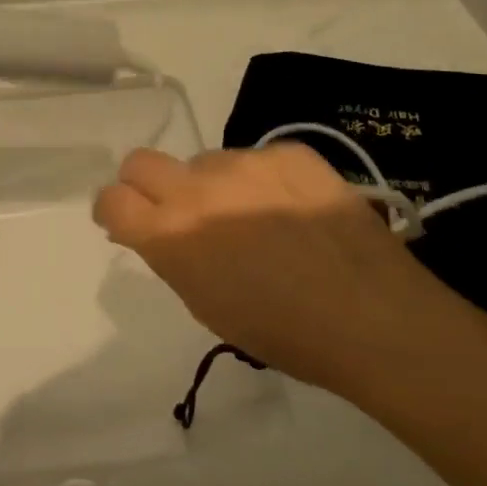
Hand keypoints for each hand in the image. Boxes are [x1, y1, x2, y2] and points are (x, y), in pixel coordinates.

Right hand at [94, 145, 462, 392]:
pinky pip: (257, 159)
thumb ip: (173, 259)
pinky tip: (294, 211)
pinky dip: (262, 181)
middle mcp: (198, 188)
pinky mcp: (289, 152)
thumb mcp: (207, 306)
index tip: (128, 223)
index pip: (111, 199)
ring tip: (257, 219)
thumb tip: (159, 233)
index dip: (113, 210)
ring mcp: (246, 163)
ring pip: (206, 161)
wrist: (375, 317)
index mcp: (171, 234)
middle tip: (176, 212)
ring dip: (214, 186)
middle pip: (141, 162)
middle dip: (146, 185)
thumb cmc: (284, 333)